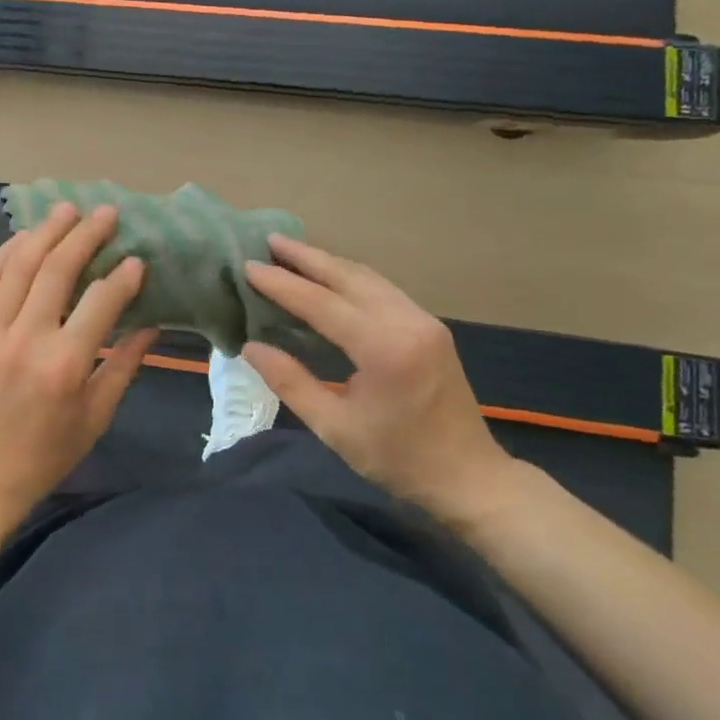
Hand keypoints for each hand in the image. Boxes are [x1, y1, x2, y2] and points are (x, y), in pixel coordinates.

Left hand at [0, 203, 159, 525]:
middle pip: (56, 270)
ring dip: (45, 233)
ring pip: (17, 266)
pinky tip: (24, 238)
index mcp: (64, 365)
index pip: (100, 302)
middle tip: (105, 214)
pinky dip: (4, 254)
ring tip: (66, 211)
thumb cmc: (46, 452)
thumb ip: (124, 364)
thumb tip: (152, 322)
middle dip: (85, 235)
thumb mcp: (96, 415)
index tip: (136, 260)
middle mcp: (24, 341)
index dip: (123, 277)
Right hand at [242, 235, 522, 527]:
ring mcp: (423, 320)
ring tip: (292, 252)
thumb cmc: (398, 459)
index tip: (249, 266)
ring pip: (367, 277)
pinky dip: (349, 277)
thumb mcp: (334, 427)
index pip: (322, 304)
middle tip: (269, 241)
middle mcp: (407, 322)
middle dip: (306, 257)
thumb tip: (250, 346)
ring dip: (328, 262)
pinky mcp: (430, 326)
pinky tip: (329, 276)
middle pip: (348, 277)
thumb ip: (290, 382)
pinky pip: (382, 288)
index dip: (282, 284)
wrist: (469, 477)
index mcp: (384, 349)